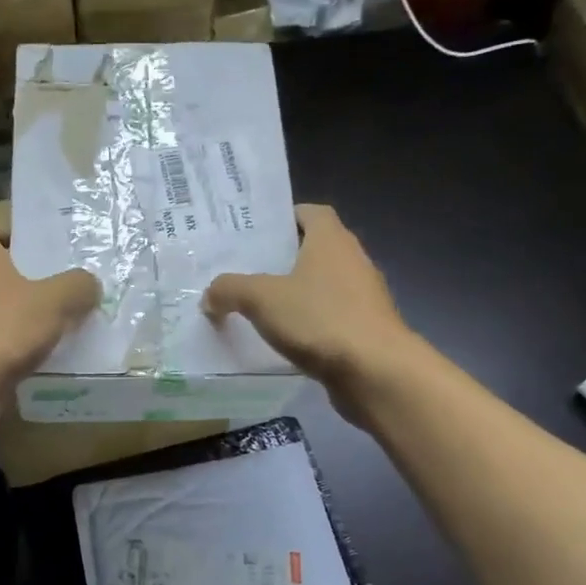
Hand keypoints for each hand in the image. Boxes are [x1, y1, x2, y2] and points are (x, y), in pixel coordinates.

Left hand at [0, 229, 100, 426]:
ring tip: (40, 327)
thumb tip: (89, 284)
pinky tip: (20, 356)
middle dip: (17, 279)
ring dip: (4, 312)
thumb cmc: (3, 329)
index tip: (46, 256)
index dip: (20, 238)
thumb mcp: (56, 302)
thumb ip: (78, 286)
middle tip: (50, 291)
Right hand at [202, 204, 411, 423]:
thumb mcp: (261, 299)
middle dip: (282, 258)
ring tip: (256, 306)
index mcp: (331, 240)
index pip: (311, 212)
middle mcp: (352, 260)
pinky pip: (329, 316)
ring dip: (295, 293)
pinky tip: (282, 339)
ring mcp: (363, 296)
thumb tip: (209, 296)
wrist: (376, 372)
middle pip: (314, 249)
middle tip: (244, 269)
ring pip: (321, 285)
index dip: (284, 217)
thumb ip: (229, 289)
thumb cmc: (320, 319)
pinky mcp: (365, 329)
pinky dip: (308, 322)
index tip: (256, 233)